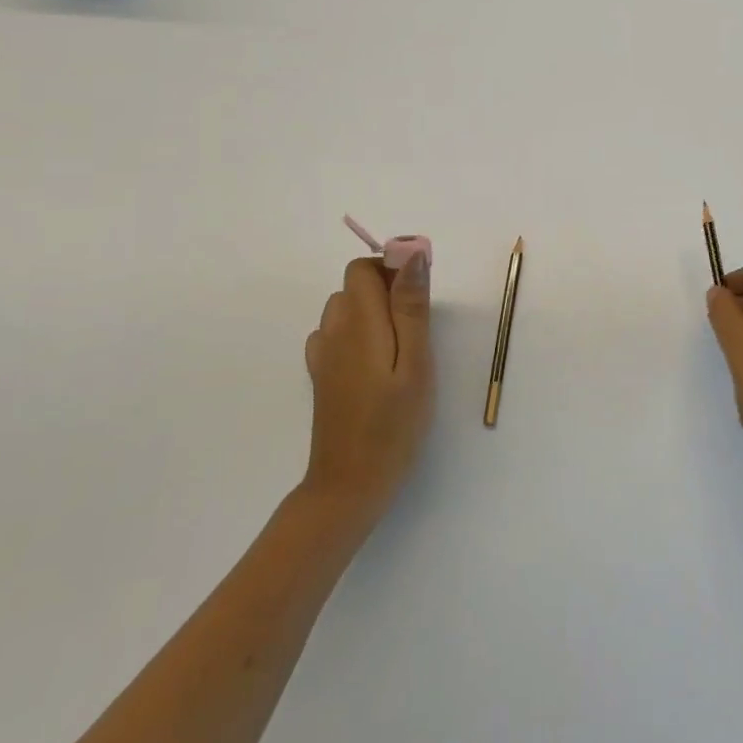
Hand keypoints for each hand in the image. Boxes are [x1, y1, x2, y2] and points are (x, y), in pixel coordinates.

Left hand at [301, 255, 433, 517]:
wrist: (349, 485)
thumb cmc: (393, 424)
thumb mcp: (416, 363)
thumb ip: (411, 308)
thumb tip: (412, 256)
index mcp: (359, 323)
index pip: (363, 268)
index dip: (392, 268)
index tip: (420, 294)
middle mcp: (333, 331)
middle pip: (354, 285)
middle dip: (387, 289)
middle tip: (418, 328)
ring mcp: (323, 355)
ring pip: (344, 308)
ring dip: (372, 311)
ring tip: (401, 347)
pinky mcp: (322, 376)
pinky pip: (336, 334)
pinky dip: (357, 334)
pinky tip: (375, 363)